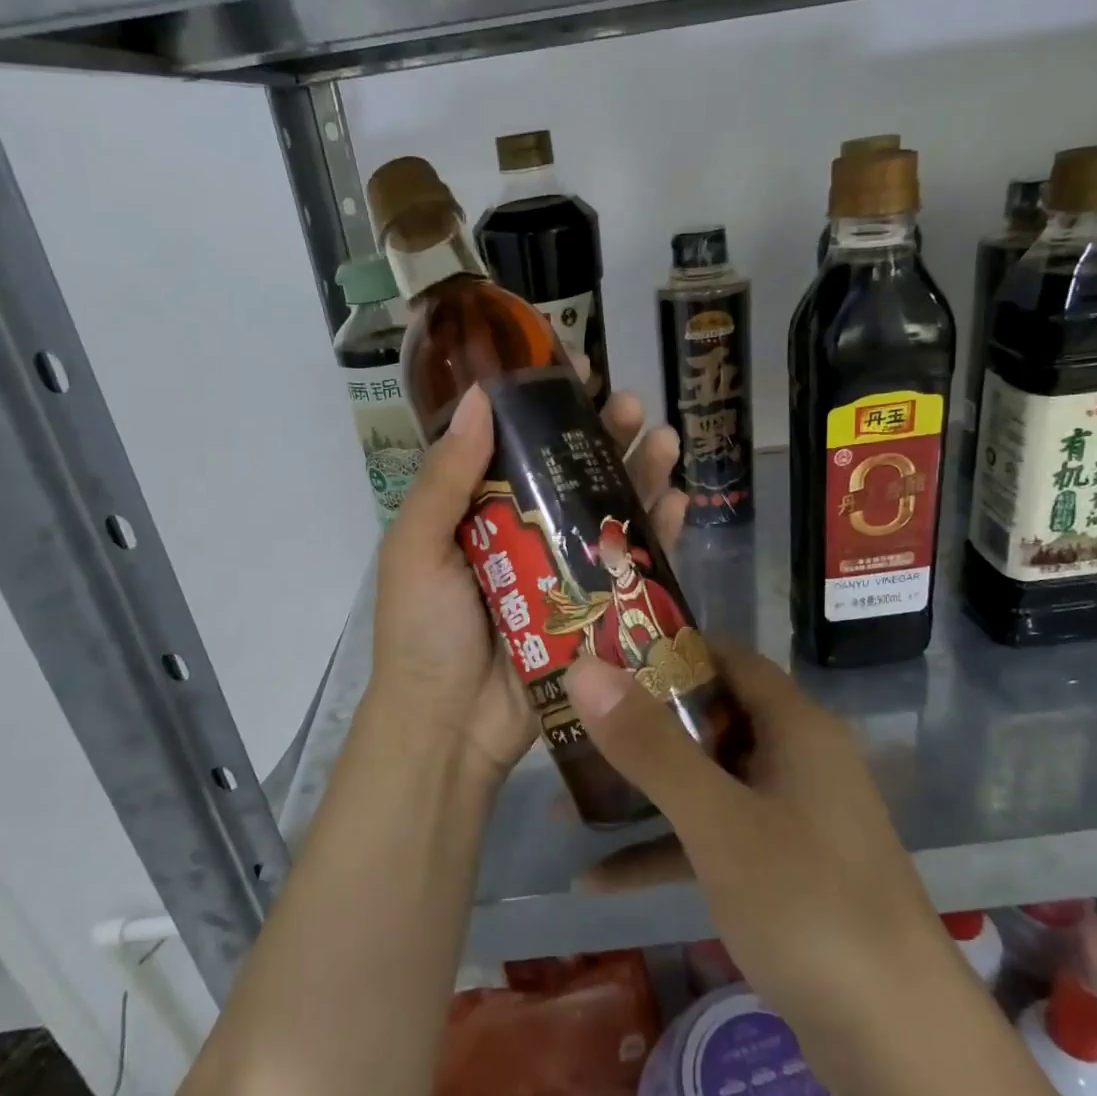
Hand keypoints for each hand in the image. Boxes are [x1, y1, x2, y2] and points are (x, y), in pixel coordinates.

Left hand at [365, 382, 686, 784]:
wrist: (449, 727)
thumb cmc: (423, 631)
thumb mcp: (417, 547)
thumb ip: (446, 478)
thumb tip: (476, 398)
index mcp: (479, 510)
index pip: (516, 443)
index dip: (545, 405)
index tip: (575, 368)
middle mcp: (525, 531)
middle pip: (572, 470)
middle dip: (605, 434)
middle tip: (630, 404)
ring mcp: (565, 569)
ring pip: (610, 509)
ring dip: (641, 471)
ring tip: (665, 439)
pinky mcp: (596, 608)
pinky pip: (633, 562)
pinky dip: (658, 531)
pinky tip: (678, 500)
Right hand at [563, 645, 949, 1055]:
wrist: (901, 1049)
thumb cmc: (809, 906)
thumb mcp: (718, 820)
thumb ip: (649, 745)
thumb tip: (584, 667)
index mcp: (796, 727)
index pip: (725, 658)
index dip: (665, 649)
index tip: (601, 651)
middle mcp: (797, 760)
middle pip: (710, 719)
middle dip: (640, 723)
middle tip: (573, 719)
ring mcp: (791, 818)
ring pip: (705, 783)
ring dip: (644, 791)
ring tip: (569, 795)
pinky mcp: (783, 872)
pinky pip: (713, 840)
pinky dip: (664, 851)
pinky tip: (598, 880)